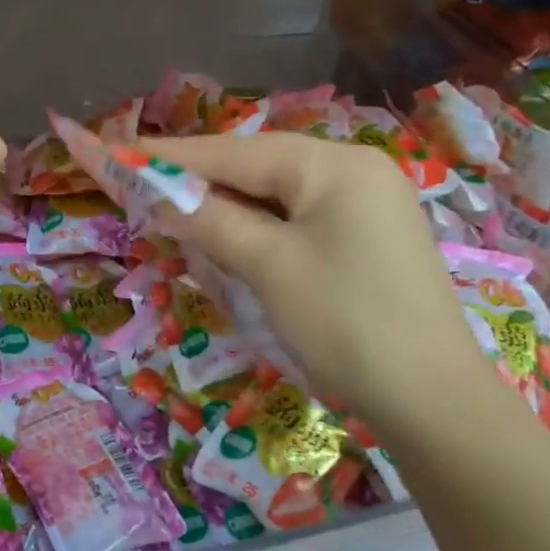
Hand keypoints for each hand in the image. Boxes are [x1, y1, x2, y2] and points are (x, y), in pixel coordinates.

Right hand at [146, 133, 498, 438]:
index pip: (232, 152)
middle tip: (143, 198)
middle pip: (254, 169)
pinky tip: (233, 249)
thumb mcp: (269, 268)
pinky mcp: (365, 238)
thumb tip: (158, 194)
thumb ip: (210, 221)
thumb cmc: (348, 325)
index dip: (168, 155)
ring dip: (226, 212)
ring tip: (181, 227)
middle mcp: (353, 170)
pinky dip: (258, 232)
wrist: (435, 402)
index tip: (115, 149)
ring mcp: (365, 204)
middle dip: (199, 186)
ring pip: (273, 196)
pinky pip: (295, 220)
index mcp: (334, 165)